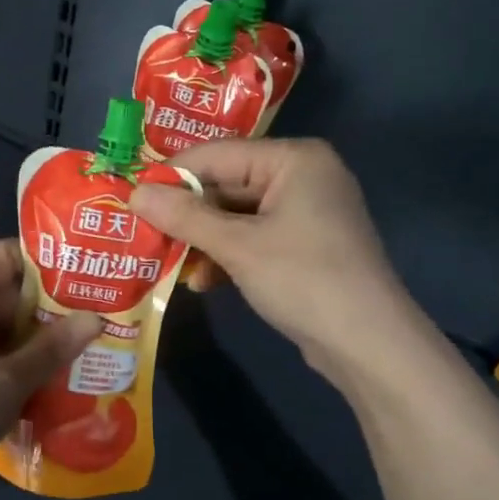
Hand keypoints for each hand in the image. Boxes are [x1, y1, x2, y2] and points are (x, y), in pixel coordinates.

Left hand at [0, 240, 102, 499]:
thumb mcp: (7, 381)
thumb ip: (52, 348)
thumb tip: (97, 317)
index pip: (1, 255)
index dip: (42, 256)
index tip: (85, 271)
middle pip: (11, 294)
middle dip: (56, 303)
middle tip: (105, 312)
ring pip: (10, 331)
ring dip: (47, 339)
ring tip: (96, 346)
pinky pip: (2, 360)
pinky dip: (30, 365)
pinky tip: (65, 380)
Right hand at [129, 139, 415, 381]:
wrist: (368, 344)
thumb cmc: (303, 279)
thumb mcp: (238, 246)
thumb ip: (185, 216)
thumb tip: (134, 192)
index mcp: (294, 159)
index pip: (217, 155)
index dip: (171, 176)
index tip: (130, 197)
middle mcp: (302, 176)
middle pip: (227, 185)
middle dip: (187, 215)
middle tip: (143, 233)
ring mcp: (306, 213)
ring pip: (237, 217)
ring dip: (203, 241)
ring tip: (168, 263)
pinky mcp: (304, 246)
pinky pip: (253, 239)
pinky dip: (228, 257)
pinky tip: (203, 283)